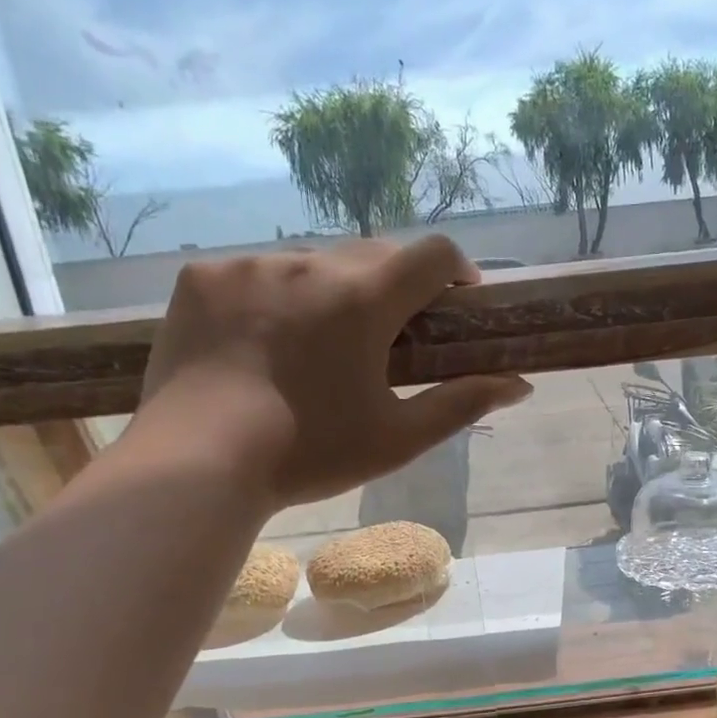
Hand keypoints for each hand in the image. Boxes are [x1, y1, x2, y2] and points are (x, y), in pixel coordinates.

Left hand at [138, 236, 531, 507]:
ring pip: (312, 262)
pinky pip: (255, 272)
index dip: (457, 270)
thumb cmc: (309, 454)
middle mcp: (309, 264)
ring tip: (319, 344)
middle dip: (395, 285)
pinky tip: (263, 341)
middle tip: (391, 335)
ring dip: (332, 291)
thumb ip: (462, 403)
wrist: (197, 464)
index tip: (459, 301)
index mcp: (363, 299)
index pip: (432, 253)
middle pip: (373, 253)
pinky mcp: (202, 277)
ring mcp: (249, 265)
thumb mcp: (398, 438)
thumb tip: (519, 384)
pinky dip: (274, 297)